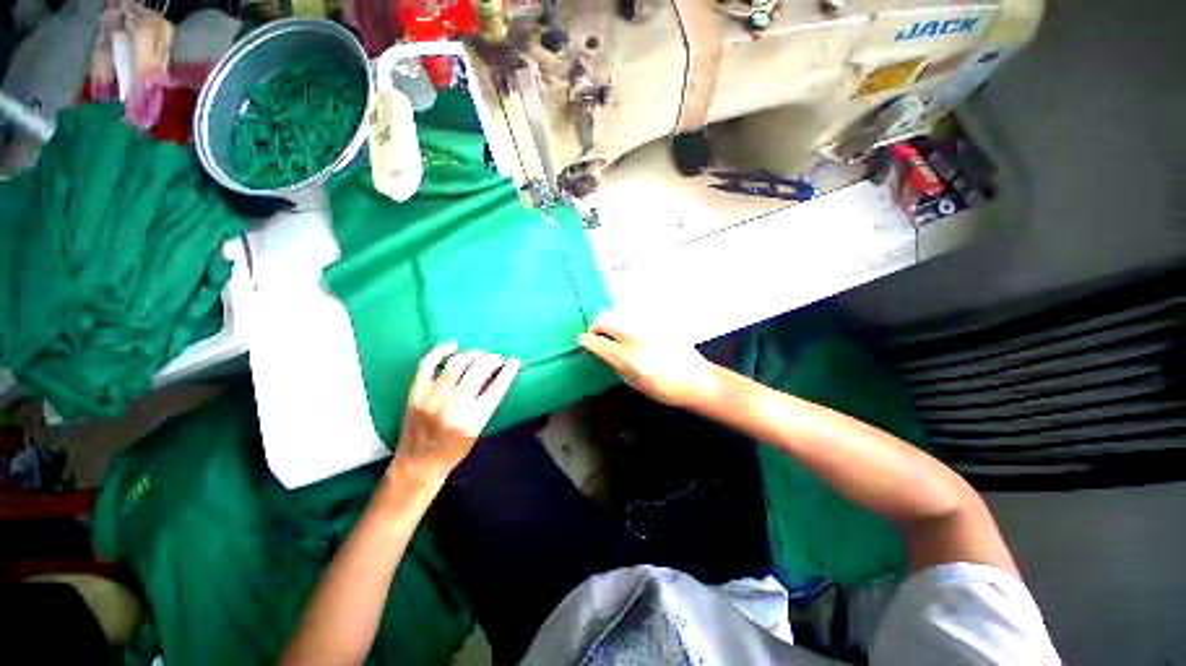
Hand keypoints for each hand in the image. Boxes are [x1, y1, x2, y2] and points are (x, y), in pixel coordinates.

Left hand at [390, 343, 519, 487]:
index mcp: (473, 420)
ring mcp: (432, 398)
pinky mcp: (416, 393)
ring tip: (479, 354)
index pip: (496, 388)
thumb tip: (496, 375)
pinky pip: (428, 363)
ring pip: (456, 363)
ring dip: (472, 354)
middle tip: (496, 358)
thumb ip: (487, 402)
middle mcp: (453, 407)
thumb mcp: (478, 429)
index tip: (514, 361)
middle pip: (478, 371)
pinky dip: (441, 351)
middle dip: (491, 360)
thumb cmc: (454, 450)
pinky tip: (453, 346)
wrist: (418, 464)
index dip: (508, 371)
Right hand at [578, 310, 717, 406]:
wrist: (697, 380)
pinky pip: (634, 317)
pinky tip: (631, 334)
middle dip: (595, 325)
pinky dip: (625, 323)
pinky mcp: (658, 321)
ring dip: (610, 323)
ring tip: (613, 334)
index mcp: (628, 358)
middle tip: (596, 335)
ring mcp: (647, 326)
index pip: (597, 342)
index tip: (582, 340)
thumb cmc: (664, 389)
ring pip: (618, 314)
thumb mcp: (634, 383)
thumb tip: (601, 350)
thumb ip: (614, 364)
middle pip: (604, 319)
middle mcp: (635, 337)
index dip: (586, 340)